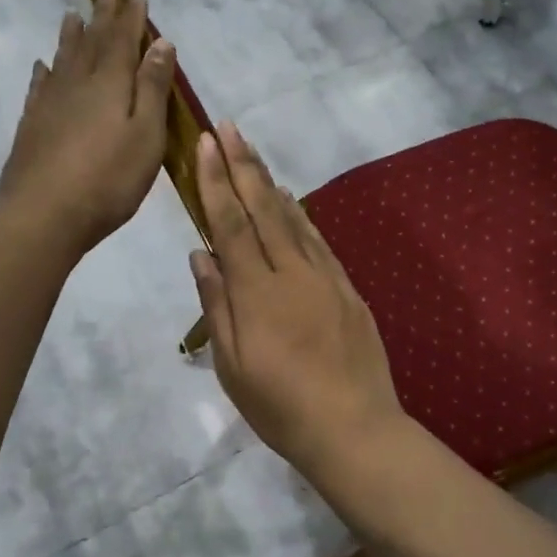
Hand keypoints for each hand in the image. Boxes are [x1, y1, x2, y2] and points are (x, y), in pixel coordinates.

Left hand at [0, 0, 174, 255]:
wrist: (44, 214)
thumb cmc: (108, 180)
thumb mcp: (146, 136)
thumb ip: (152, 89)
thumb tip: (160, 44)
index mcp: (110, 85)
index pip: (123, 41)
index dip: (131, 18)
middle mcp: (77, 84)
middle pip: (92, 43)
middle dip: (102, 17)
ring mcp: (50, 104)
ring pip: (63, 59)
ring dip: (71, 36)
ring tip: (73, 15)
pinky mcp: (32, 126)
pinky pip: (40, 87)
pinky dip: (45, 72)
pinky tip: (43, 66)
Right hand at [190, 122, 408, 480]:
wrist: (355, 429)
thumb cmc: (281, 407)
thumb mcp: (233, 367)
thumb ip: (217, 305)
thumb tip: (201, 254)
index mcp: (258, 293)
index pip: (231, 224)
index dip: (215, 182)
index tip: (205, 144)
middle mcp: (293, 273)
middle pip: (264, 209)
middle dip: (243, 165)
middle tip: (229, 127)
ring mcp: (326, 278)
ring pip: (294, 218)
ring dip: (270, 182)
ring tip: (253, 153)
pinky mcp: (348, 289)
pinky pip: (319, 241)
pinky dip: (301, 215)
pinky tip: (292, 201)